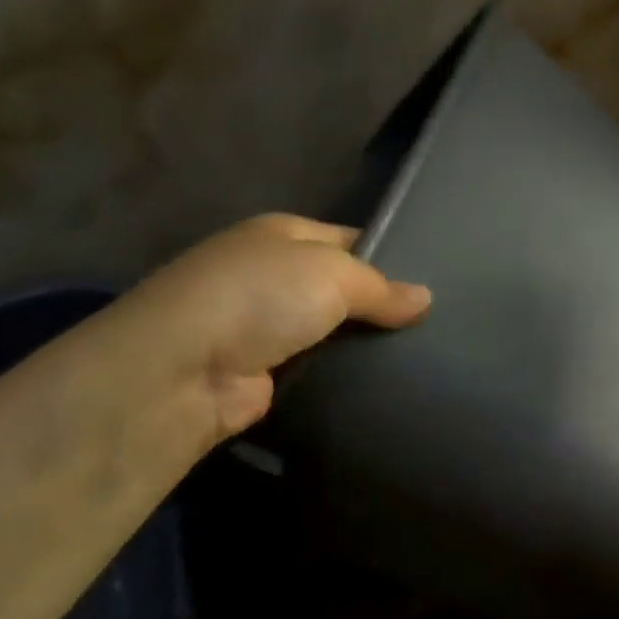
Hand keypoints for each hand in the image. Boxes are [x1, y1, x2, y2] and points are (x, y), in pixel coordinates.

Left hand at [99, 214, 430, 451]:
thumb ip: (381, 287)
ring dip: (362, 344)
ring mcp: (262, 325)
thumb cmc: (261, 296)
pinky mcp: (261, 372)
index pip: (349, 238)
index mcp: (282, 233)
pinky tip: (382, 384)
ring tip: (421, 357)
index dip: (389, 256)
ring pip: (330, 331)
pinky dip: (342, 376)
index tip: (434, 281)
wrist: (182, 370)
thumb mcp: (333, 273)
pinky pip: (316, 367)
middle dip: (380, 305)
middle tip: (436, 325)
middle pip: (340, 287)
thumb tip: (426, 299)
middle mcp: (270, 274)